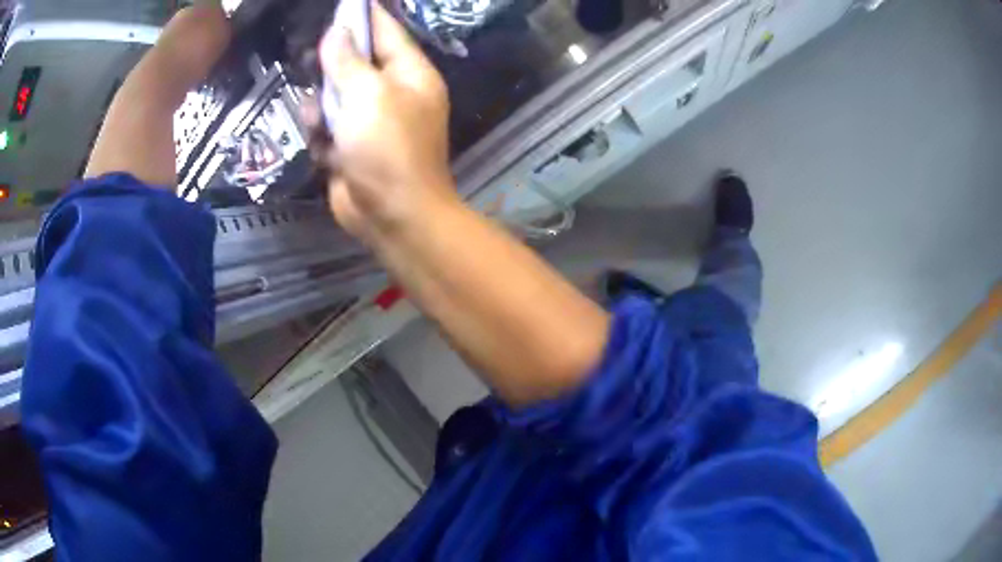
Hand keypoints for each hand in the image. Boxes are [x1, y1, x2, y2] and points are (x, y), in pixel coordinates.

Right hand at [310, 3, 457, 240]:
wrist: (391, 216)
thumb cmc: (388, 148)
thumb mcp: (368, 94)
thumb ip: (348, 61)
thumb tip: (336, 32)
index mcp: (410, 74)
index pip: (387, 32)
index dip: (363, 16)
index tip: (342, 3)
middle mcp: (391, 93)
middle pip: (354, 63)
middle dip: (331, 65)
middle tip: (312, 64)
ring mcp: (369, 121)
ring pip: (332, 96)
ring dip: (320, 106)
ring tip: (320, 120)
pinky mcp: (349, 147)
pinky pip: (326, 127)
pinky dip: (320, 135)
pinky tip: (323, 147)